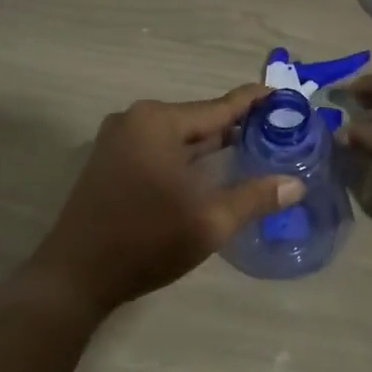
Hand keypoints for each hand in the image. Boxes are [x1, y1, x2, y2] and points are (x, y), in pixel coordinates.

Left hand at [30, 86, 304, 313]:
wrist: (76, 276)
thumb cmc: (146, 241)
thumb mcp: (210, 221)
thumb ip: (255, 197)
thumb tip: (296, 184)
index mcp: (159, 123)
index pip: (219, 107)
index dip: (254, 102)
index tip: (283, 95)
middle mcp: (136, 120)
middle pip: (198, 120)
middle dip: (235, 127)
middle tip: (276, 133)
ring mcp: (117, 140)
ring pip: (178, 136)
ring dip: (210, 145)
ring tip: (251, 151)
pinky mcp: (109, 161)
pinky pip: (159, 148)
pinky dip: (186, 156)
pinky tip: (210, 171)